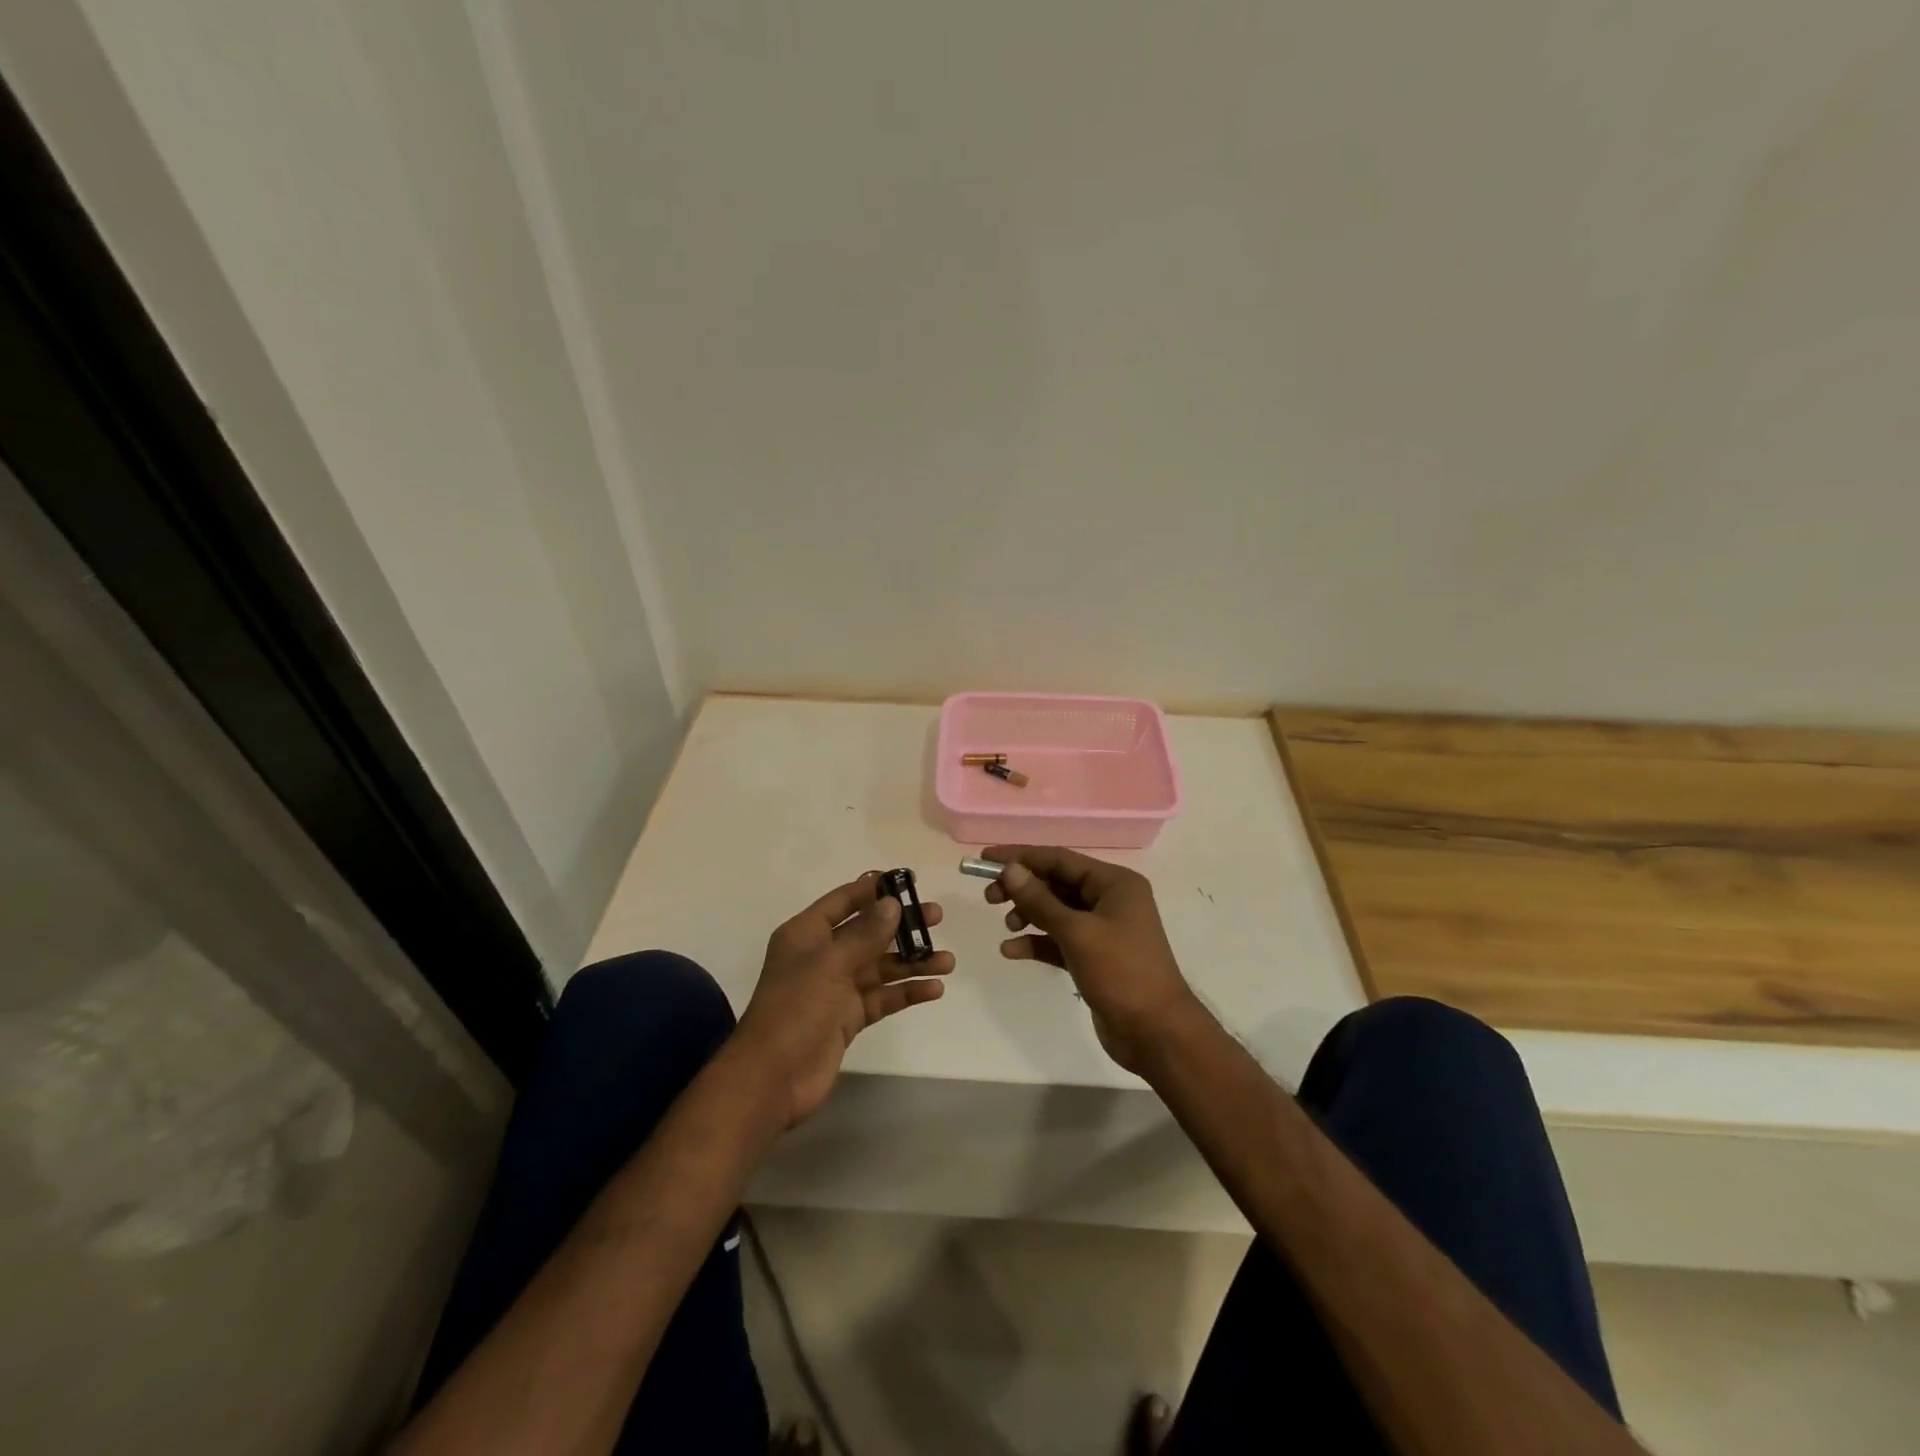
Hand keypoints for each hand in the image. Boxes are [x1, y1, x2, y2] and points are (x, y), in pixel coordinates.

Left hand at [734, 872, 954, 1127]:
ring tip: (947, 961)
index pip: (844, 900)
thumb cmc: (795, 1008)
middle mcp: (823, 956)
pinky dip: (906, 992)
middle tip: (937, 918)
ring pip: (881, 966)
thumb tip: (893, 903)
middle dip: (902, 926)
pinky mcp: (849, 1018)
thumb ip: (865, 933)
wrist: (772, 1078)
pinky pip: (883, 997)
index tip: (908, 882)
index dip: (873, 889)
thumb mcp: (830, 963)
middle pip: (868, 932)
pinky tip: (934, 989)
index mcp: (807, 934)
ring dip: (912, 962)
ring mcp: (836, 988)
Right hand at [983, 845, 1195, 1074]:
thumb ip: (1040, 900)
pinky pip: (1059, 940)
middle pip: (1056, 883)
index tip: (985, 858)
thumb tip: (1010, 870)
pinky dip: (1037, 942)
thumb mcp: (1077, 933)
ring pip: (1056, 911)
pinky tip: (1011, 950)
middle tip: (989, 898)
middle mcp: (1110, 900)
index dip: (1021, 857)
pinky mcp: (1094, 957)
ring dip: (1029, 915)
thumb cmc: (1121, 973)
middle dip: (1023, 888)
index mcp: (1114, 883)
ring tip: (1008, 926)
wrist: (1156, 1033)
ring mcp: (1103, 929)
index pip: (1060, 859)